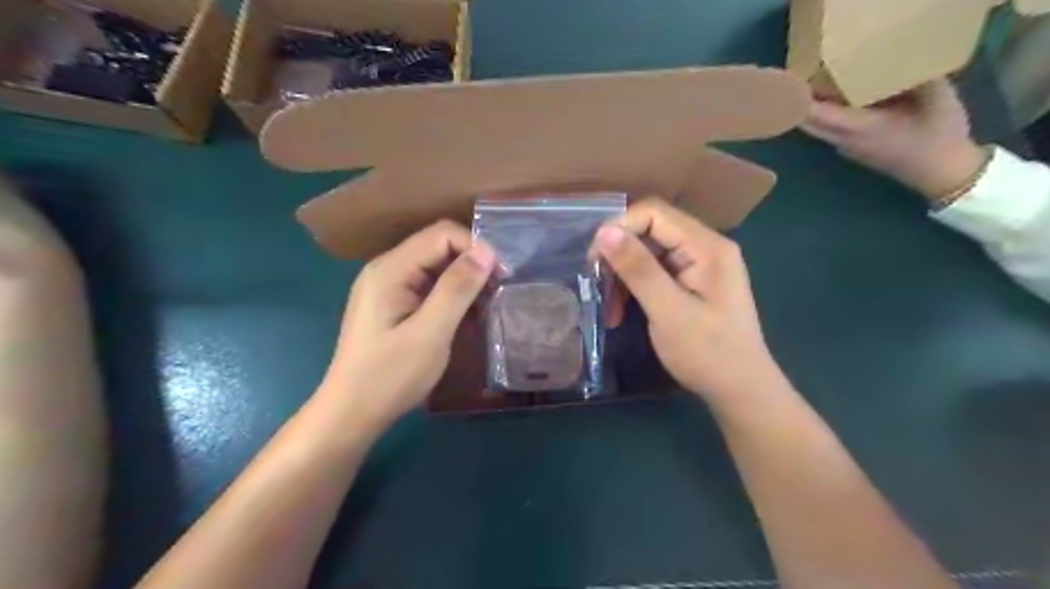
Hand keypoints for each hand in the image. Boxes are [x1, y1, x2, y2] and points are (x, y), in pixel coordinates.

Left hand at [316, 220, 497, 431]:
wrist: (351, 413)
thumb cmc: (390, 376)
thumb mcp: (430, 333)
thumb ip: (457, 288)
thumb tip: (487, 250)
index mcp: (390, 269)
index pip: (441, 234)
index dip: (475, 248)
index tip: (501, 277)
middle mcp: (387, 269)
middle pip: (438, 246)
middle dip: (471, 263)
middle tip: (497, 292)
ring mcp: (387, 286)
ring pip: (435, 265)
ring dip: (464, 279)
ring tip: (486, 304)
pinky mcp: (392, 303)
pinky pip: (428, 284)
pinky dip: (451, 293)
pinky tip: (465, 313)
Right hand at [593, 201, 790, 406]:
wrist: (740, 390)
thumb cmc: (708, 353)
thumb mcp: (669, 311)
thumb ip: (638, 269)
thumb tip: (604, 231)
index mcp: (706, 246)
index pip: (654, 213)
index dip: (620, 228)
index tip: (595, 260)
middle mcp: (704, 247)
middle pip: (649, 231)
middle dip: (619, 257)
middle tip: (597, 287)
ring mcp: (697, 265)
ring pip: (647, 253)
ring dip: (623, 277)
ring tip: (609, 309)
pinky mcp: (689, 282)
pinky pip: (653, 272)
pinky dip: (633, 289)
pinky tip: (620, 311)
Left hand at [802, 78, 989, 198]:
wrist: (941, 173)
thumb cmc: (939, 137)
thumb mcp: (939, 100)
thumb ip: (919, 78)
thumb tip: (901, 57)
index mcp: (859, 127)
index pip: (817, 115)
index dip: (800, 100)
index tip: (790, 82)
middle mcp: (844, 139)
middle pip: (809, 122)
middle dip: (799, 102)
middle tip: (800, 76)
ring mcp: (846, 146)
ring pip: (817, 127)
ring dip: (812, 108)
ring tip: (816, 81)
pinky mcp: (852, 148)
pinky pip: (830, 129)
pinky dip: (826, 114)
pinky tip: (840, 95)